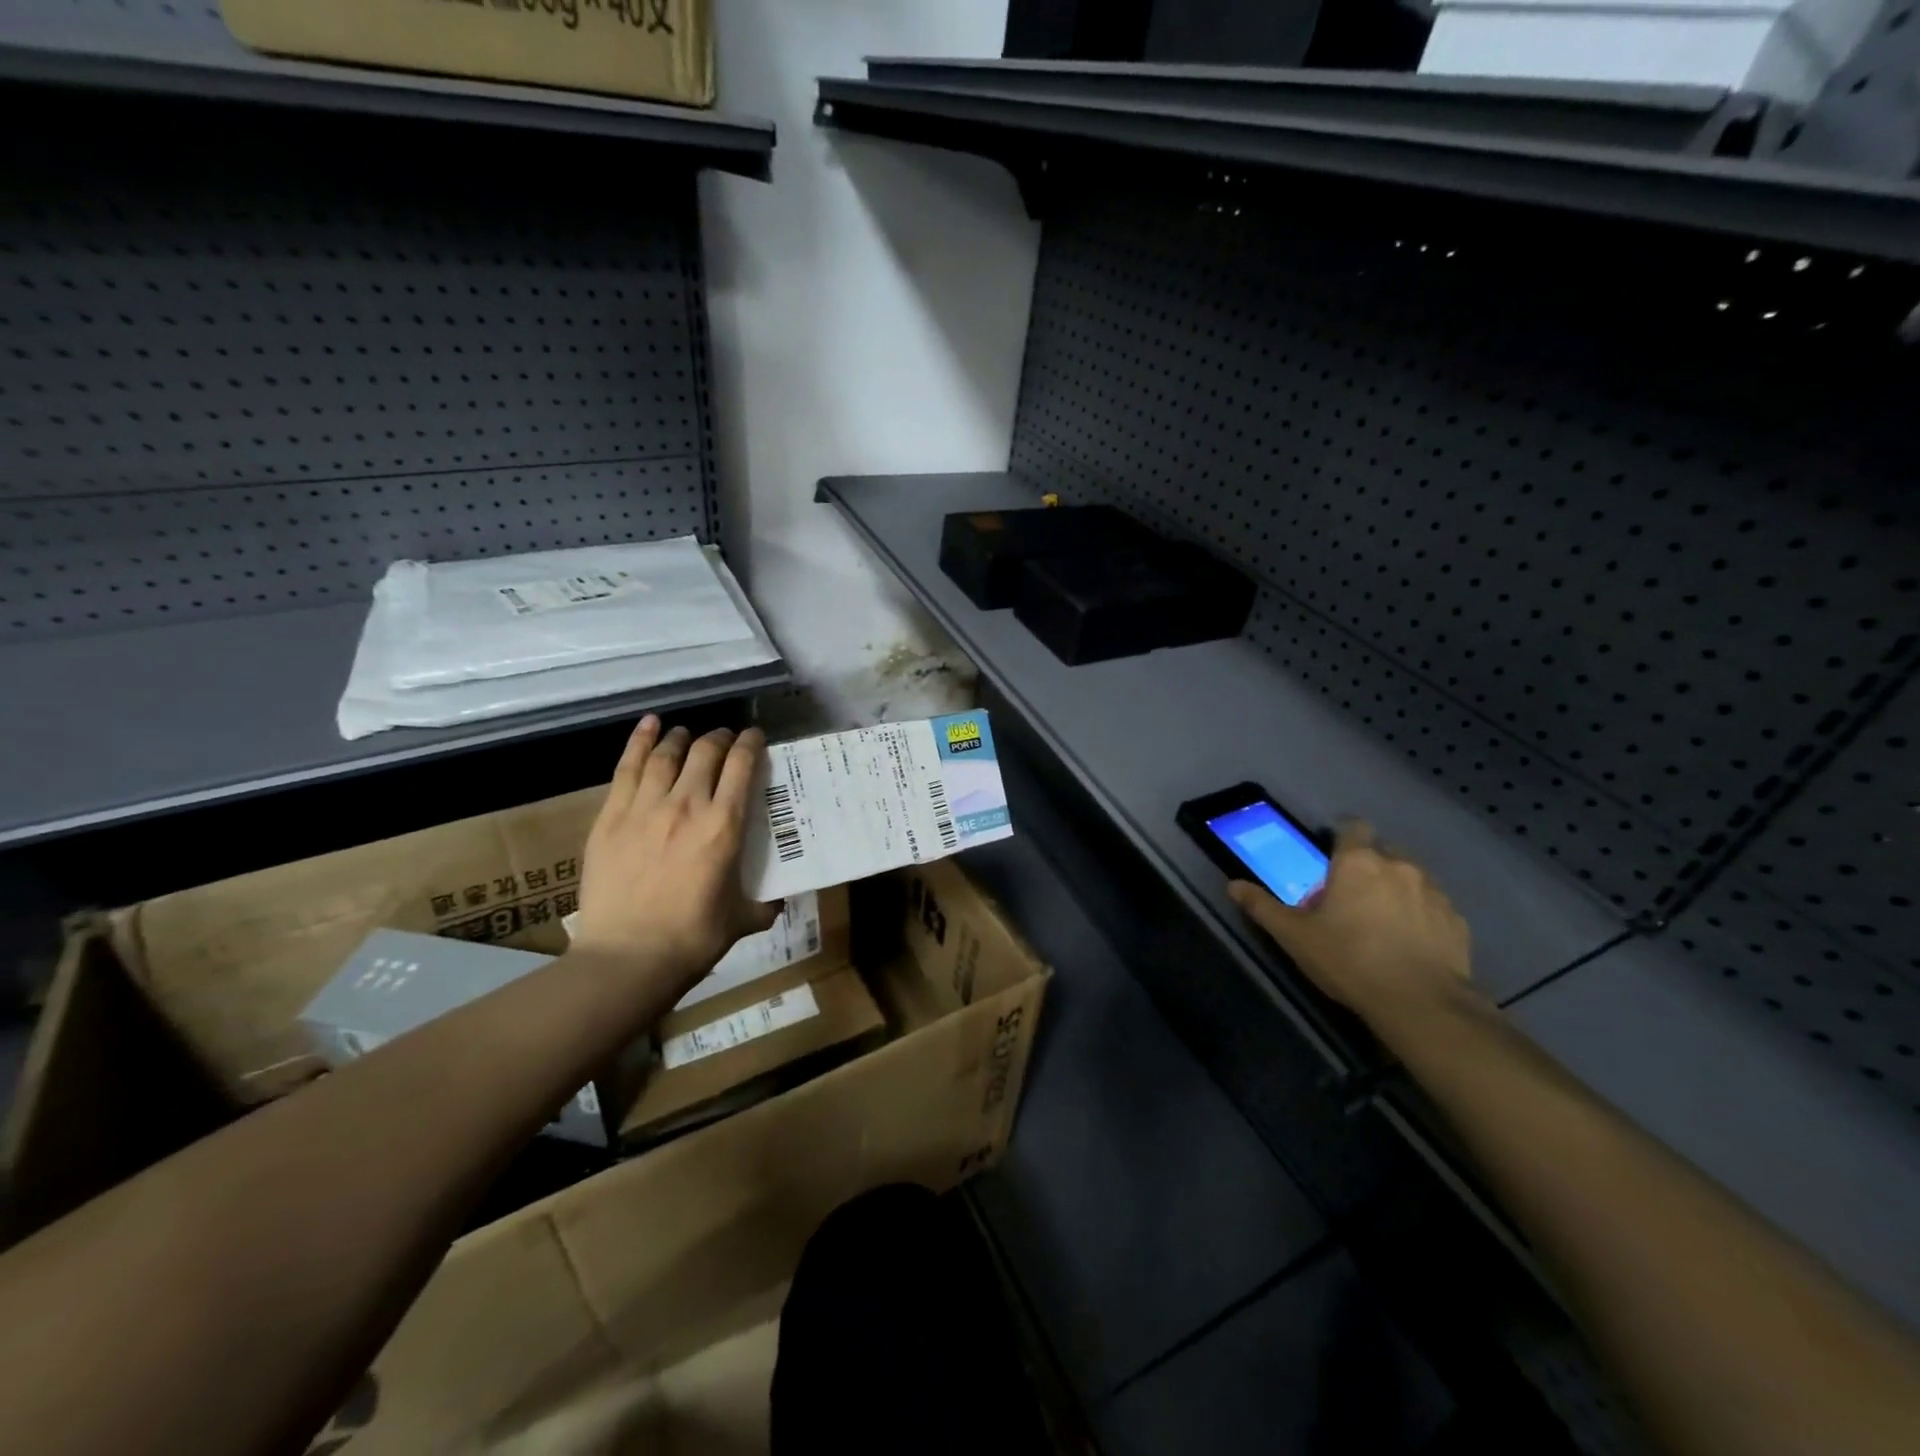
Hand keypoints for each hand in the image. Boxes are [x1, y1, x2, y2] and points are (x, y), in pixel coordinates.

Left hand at [573, 716, 779, 992]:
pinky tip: (648, 726)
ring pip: (666, 754)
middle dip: (719, 739)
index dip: (751, 744)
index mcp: (723, 826)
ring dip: (681, 738)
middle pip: (705, 752)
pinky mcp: (611, 817)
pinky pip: (627, 768)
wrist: (628, 958)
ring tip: (686, 734)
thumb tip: (778, 902)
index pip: (742, 766)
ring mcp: (645, 808)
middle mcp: (687, 805)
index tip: (755, 737)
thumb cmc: (692, 939)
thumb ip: (764, 905)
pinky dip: (639, 741)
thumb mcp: (741, 920)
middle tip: (724, 740)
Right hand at [1227, 822, 1473, 1032]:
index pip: (1353, 827)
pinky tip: (1410, 944)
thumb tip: (1233, 885)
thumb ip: (1262, 907)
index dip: (1343, 837)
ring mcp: (1434, 892)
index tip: (1333, 857)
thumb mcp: (1294, 936)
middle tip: (1351, 898)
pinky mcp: (1457, 921)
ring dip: (1397, 890)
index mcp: (1358, 863)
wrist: (1421, 1003)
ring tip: (1382, 923)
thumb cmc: (1349, 960)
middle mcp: (1399, 866)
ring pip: (1411, 878)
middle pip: (1382, 852)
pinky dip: (1422, 916)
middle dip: (1368, 867)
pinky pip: (1434, 907)